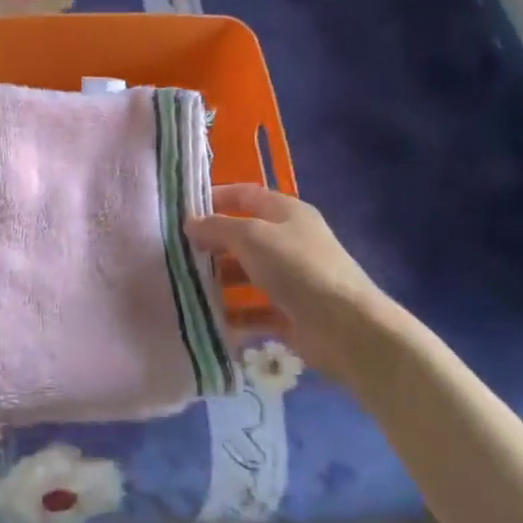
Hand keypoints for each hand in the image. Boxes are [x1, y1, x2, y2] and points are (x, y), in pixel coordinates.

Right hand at [186, 185, 425, 378]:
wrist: (347, 328)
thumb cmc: (298, 269)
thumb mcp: (252, 237)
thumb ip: (218, 227)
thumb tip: (191, 223)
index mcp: (287, 213)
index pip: (246, 195)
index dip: (216, 197)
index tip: (183, 210)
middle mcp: (289, 241)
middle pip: (243, 236)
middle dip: (212, 244)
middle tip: (176, 254)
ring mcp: (291, 279)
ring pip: (246, 275)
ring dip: (219, 282)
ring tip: (185, 289)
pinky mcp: (290, 313)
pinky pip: (254, 310)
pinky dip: (234, 315)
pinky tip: (208, 321)